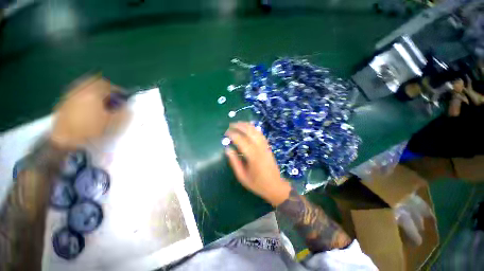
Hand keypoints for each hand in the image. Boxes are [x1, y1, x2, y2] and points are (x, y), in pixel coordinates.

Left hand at [51, 76, 122, 147]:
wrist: (64, 140)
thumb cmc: (90, 130)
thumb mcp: (112, 123)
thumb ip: (122, 113)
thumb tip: (127, 107)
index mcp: (93, 93)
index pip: (108, 85)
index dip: (118, 90)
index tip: (123, 98)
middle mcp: (81, 90)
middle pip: (95, 82)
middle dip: (106, 88)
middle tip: (112, 98)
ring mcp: (70, 95)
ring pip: (86, 86)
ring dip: (95, 91)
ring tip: (101, 102)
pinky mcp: (64, 101)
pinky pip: (78, 92)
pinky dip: (86, 95)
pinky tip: (89, 107)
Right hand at [225, 122, 290, 205]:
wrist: (275, 186)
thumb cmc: (257, 184)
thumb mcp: (242, 176)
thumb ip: (234, 162)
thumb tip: (227, 149)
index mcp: (253, 157)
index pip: (241, 141)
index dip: (233, 135)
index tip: (226, 133)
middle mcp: (260, 148)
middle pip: (250, 132)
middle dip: (239, 126)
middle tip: (230, 125)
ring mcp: (265, 146)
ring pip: (256, 131)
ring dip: (247, 125)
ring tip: (238, 123)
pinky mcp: (268, 147)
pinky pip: (261, 134)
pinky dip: (254, 129)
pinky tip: (249, 127)